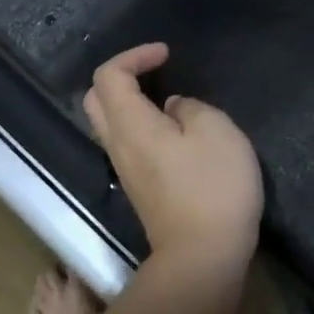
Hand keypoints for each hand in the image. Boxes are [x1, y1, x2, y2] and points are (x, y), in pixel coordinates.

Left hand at [83, 43, 262, 278]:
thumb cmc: (213, 187)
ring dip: (131, 102)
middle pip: (96, 99)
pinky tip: (175, 130)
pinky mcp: (140, 189)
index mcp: (130, 125)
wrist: (204, 257)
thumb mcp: (217, 131)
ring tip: (169, 99)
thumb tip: (171, 109)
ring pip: (110, 123)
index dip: (134, 56)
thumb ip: (190, 108)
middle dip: (122, 76)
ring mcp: (126, 170)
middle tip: (156, 72)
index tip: (166, 55)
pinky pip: (128, 143)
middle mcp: (118, 145)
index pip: (108, 76)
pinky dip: (141, 124)